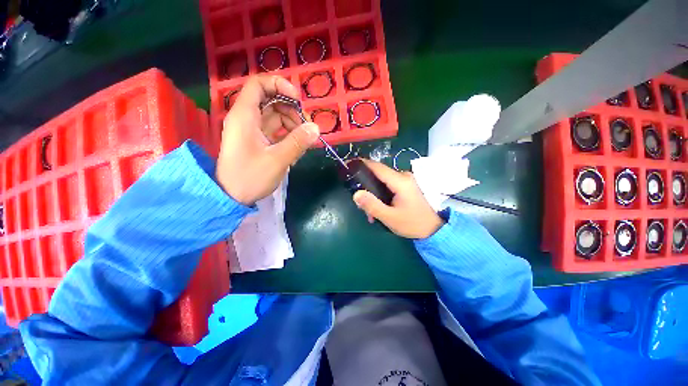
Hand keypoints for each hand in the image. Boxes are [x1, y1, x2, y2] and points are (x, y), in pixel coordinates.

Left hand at [216, 75, 319, 204]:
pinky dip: (287, 135)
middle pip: (270, 100)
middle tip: (306, 127)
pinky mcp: (257, 141)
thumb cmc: (250, 177)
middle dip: (291, 109)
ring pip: (275, 116)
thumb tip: (316, 128)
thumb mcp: (277, 160)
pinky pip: (275, 130)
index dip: (279, 85)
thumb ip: (298, 142)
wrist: (231, 197)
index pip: (259, 84)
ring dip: (291, 124)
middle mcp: (247, 118)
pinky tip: (296, 148)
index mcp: (245, 116)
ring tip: (303, 141)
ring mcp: (252, 130)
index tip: (298, 100)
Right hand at [352, 159, 443, 238]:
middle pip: (378, 174)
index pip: (377, 167)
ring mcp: (406, 180)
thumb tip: (356, 194)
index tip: (348, 165)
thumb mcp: (390, 218)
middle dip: (366, 186)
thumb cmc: (413, 224)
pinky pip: (389, 185)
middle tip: (360, 202)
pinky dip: (381, 195)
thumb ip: (372, 205)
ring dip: (373, 193)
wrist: (434, 230)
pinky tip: (378, 208)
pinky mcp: (407, 186)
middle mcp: (404, 176)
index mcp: (400, 181)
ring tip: (369, 212)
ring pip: (382, 181)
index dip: (362, 164)